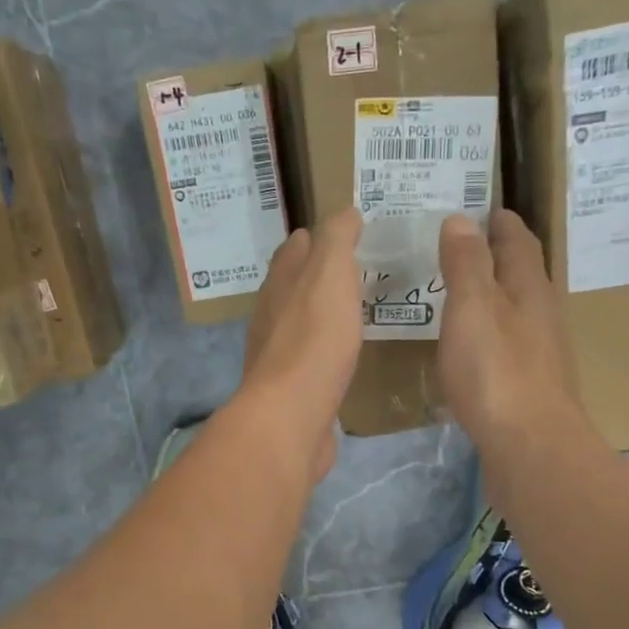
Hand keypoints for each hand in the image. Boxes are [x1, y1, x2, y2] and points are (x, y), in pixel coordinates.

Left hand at [239, 210, 363, 483]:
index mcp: (279, 284)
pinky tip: (345, 357)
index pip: (295, 250)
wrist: (291, 416)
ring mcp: (278, 357)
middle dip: (318, 276)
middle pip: (293, 287)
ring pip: (301, 325)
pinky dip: (326, 351)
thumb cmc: (314, 339)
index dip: (316, 237)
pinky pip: (311, 362)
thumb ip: (336, 240)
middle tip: (357, 272)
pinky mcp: (292, 392)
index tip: (347, 232)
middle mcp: (271, 317)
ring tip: (355, 311)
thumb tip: (344, 212)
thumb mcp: (330, 274)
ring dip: (322, 315)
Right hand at [437, 210, 581, 451]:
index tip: (480, 208)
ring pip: (514, 311)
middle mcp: (540, 315)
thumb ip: (465, 264)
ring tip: (458, 293)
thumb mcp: (473, 308)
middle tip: (460, 247)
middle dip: (496, 256)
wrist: (530, 448)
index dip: (500, 222)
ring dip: (491, 296)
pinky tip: (468, 347)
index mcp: (529, 289)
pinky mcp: (527, 387)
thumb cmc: (497, 372)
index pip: (518, 241)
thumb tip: (461, 219)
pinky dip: (487, 333)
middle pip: (521, 275)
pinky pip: (506, 345)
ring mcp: (538, 354)